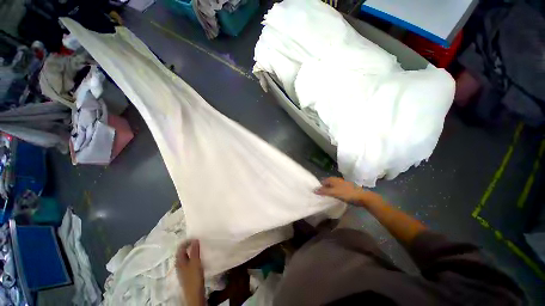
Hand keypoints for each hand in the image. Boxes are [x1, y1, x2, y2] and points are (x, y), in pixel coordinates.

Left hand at [176, 240, 204, 305]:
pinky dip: (193, 256)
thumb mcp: (195, 262)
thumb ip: (194, 251)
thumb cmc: (194, 277)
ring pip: (186, 256)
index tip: (196, 237)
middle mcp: (179, 263)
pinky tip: (199, 257)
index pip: (180, 247)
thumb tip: (195, 239)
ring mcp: (183, 269)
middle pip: (182, 251)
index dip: (187, 241)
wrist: (194, 294)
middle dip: (189, 245)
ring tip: (200, 247)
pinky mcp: (187, 272)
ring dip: (192, 250)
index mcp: (179, 260)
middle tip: (198, 241)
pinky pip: (189, 260)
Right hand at [314, 177, 381, 205]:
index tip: (316, 194)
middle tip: (319, 197)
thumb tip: (313, 190)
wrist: (363, 197)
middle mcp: (336, 180)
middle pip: (326, 184)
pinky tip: (333, 198)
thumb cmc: (347, 193)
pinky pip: (336, 190)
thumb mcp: (334, 193)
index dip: (318, 187)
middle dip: (323, 189)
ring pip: (331, 187)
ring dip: (328, 192)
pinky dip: (333, 193)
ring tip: (325, 198)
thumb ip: (324, 191)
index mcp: (332, 179)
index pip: (322, 182)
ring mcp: (341, 184)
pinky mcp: (345, 189)